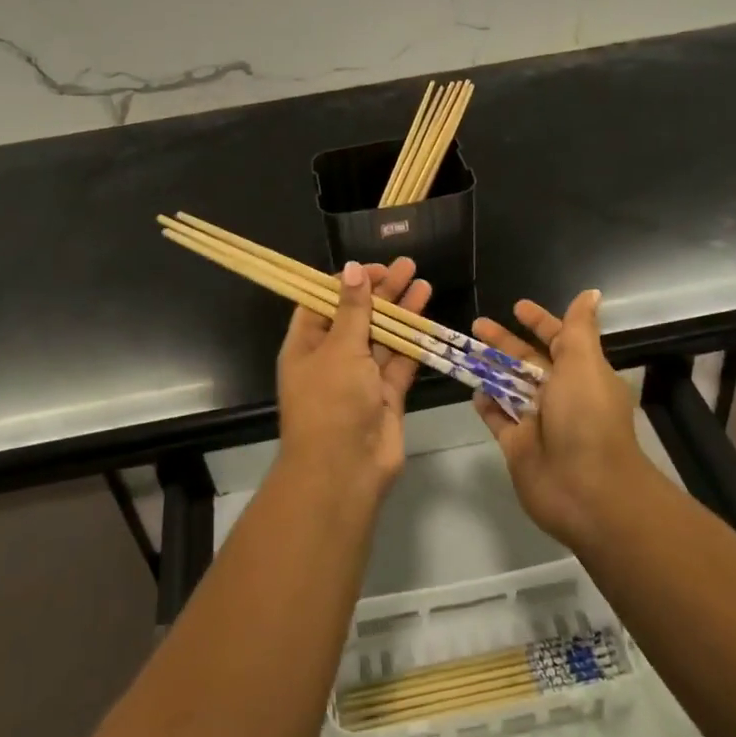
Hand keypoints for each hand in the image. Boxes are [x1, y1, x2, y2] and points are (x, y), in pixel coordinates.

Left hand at [276, 258, 431, 497]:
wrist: (344, 470)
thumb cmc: (331, 401)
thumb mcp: (339, 348)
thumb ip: (353, 309)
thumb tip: (351, 269)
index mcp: (306, 345)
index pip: (323, 302)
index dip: (346, 282)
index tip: (372, 267)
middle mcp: (331, 358)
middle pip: (357, 316)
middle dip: (381, 291)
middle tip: (407, 266)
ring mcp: (360, 378)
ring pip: (382, 336)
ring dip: (401, 311)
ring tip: (423, 282)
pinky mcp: (385, 395)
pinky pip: (400, 362)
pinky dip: (413, 341)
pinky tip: (428, 317)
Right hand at [473, 291, 649, 549]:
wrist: (588, 490)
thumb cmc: (587, 419)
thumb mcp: (584, 364)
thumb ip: (578, 329)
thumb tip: (592, 293)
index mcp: (582, 373)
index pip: (559, 339)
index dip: (540, 321)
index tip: (516, 306)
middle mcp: (561, 395)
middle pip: (528, 362)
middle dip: (504, 342)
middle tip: (476, 324)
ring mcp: (538, 422)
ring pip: (509, 387)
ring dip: (490, 369)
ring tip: (463, 350)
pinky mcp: (518, 446)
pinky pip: (498, 418)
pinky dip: (486, 404)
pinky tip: (472, 389)